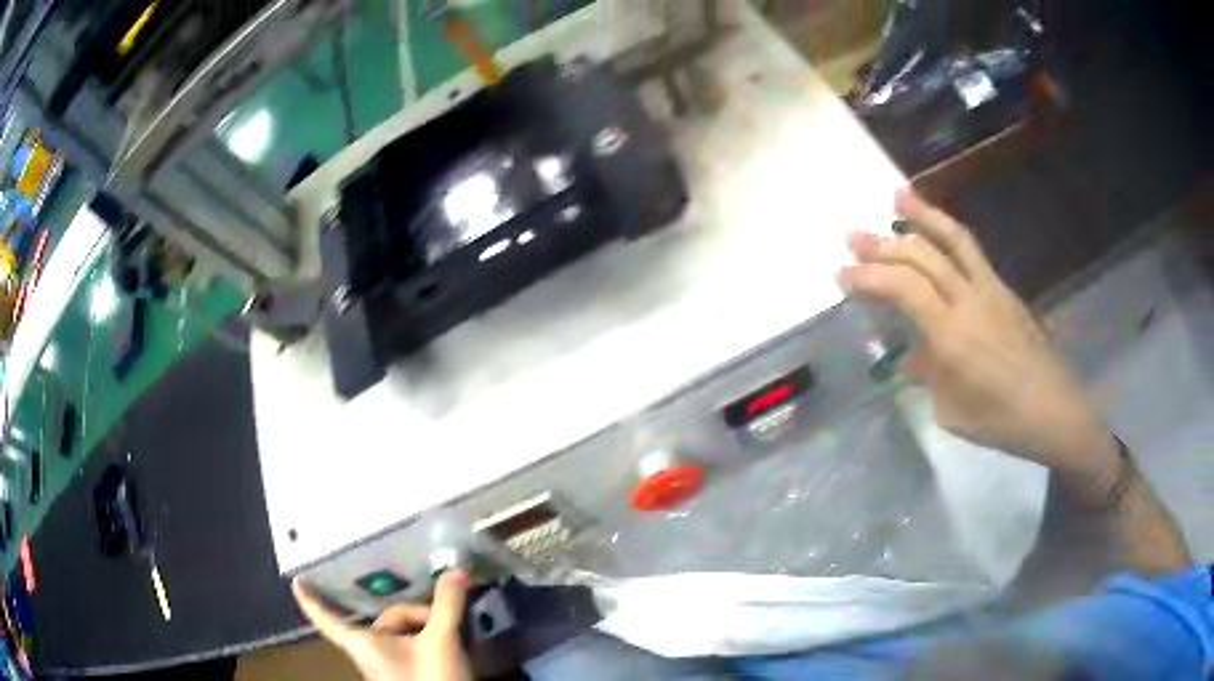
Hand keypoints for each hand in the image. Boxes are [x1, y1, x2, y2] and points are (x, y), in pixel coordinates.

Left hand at [292, 572, 472, 680]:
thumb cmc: (431, 679)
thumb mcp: (441, 641)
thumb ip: (446, 605)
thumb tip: (455, 570)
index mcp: (363, 643)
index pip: (327, 619)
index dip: (311, 600)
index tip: (296, 582)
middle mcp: (369, 653)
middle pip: (387, 620)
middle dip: (418, 615)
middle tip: (446, 620)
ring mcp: (387, 667)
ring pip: (401, 635)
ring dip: (426, 628)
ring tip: (454, 632)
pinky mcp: (404, 676)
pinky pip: (410, 649)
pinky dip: (427, 641)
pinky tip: (452, 644)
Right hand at [839, 190, 1120, 497]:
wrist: (1053, 410)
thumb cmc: (1000, 422)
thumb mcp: (952, 411)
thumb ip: (929, 375)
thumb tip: (912, 357)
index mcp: (952, 336)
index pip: (904, 290)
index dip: (869, 277)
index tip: (841, 274)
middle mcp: (970, 301)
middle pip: (923, 256)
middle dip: (884, 243)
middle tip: (853, 237)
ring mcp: (991, 290)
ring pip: (954, 239)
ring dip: (923, 215)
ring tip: (898, 195)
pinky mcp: (1005, 290)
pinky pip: (972, 252)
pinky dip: (948, 234)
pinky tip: (937, 234)